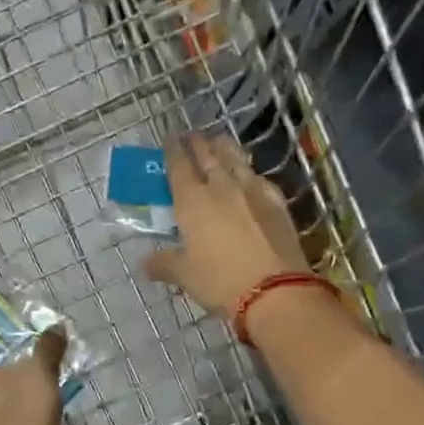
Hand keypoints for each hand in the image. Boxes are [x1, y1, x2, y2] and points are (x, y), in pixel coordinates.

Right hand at [143, 133, 309, 316]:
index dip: (172, 150)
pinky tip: (250, 176)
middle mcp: (221, 187)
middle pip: (208, 155)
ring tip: (219, 141)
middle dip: (198, 143)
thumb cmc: (220, 281)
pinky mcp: (277, 202)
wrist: (275, 290)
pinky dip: (249, 172)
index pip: (179, 165)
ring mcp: (253, 191)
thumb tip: (146, 264)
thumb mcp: (185, 276)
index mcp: (192, 200)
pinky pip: (259, 178)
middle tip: (192, 134)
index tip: (169, 137)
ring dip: (225, 148)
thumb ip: (164, 264)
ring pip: (236, 159)